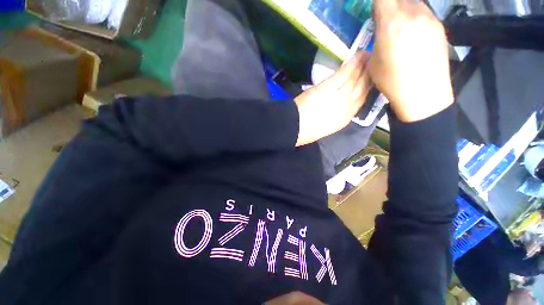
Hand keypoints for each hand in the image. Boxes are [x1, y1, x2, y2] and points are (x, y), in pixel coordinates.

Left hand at [295, 52, 371, 145]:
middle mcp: (347, 107)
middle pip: (363, 89)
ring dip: (364, 66)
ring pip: (356, 79)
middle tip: (376, 62)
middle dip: (370, 75)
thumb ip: (335, 117)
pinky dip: (353, 63)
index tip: (373, 79)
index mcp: (344, 120)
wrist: (295, 127)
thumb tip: (339, 108)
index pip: (361, 102)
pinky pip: (344, 73)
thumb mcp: (326, 128)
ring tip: (370, 55)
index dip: (368, 89)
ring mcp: (339, 97)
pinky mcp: (329, 87)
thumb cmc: (306, 132)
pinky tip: (359, 54)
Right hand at [369, 0, 453, 122]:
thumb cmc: (392, 81)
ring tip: (400, 31)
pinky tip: (413, 37)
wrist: (424, 93)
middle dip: (389, 7)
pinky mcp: (440, 26)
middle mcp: (413, 14)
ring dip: (403, 11)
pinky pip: (424, 14)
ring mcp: (430, 18)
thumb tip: (382, 25)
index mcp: (392, 23)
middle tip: (385, 22)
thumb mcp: (374, 61)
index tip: (375, 13)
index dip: (378, 3)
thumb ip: (378, 38)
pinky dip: (415, 19)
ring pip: (413, 4)